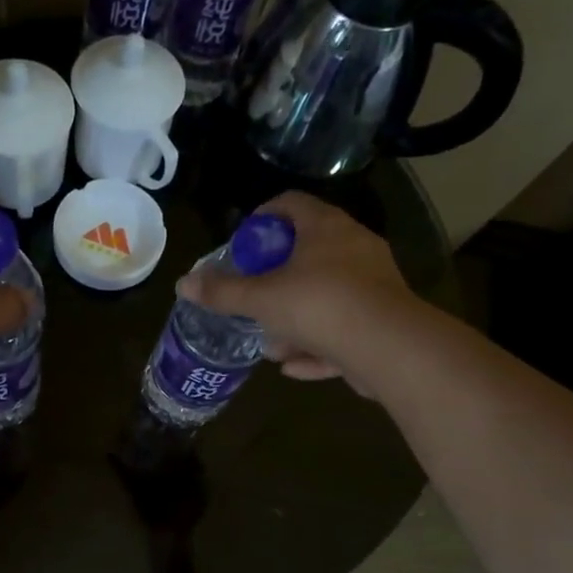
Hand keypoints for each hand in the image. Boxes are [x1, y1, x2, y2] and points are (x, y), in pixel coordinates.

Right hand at [177, 191, 423, 393]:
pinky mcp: (383, 321)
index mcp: (326, 228)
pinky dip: (317, 345)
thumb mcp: (261, 299)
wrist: (389, 348)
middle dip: (275, 279)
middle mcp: (354, 247)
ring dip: (295, 320)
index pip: (290, 204)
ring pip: (325, 296)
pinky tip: (293, 367)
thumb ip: (222, 293)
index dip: (261, 218)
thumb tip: (183, 283)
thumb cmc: (319, 306)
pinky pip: (342, 329)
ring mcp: (373, 284)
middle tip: (252, 295)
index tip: (242, 243)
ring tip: (270, 344)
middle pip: (308, 252)